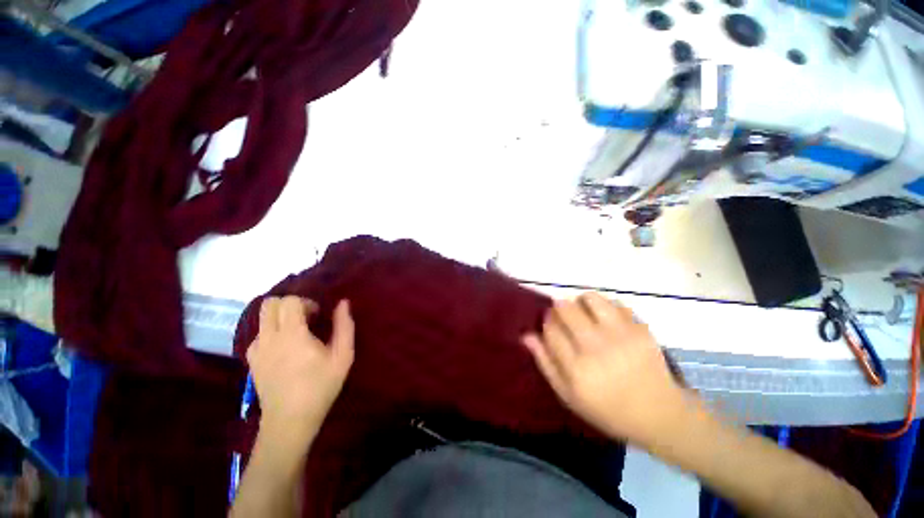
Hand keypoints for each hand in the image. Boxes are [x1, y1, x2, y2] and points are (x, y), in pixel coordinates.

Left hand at [246, 296, 354, 443]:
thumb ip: (344, 326)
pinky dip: (270, 333)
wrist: (290, 420)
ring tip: (295, 334)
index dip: (306, 302)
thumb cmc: (321, 386)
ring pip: (262, 319)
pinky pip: (258, 335)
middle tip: (305, 319)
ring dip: (279, 318)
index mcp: (292, 334)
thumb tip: (343, 303)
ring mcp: (256, 349)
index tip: (317, 315)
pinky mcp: (251, 361)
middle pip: (269, 304)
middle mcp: (269, 338)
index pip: (290, 301)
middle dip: (289, 305)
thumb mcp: (343, 356)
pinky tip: (283, 348)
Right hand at [522, 292, 684, 445]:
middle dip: (559, 309)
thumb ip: (545, 363)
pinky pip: (615, 303)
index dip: (546, 322)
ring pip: (589, 298)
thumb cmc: (607, 408)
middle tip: (565, 318)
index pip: (550, 329)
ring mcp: (621, 335)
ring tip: (586, 315)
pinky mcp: (640, 328)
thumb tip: (526, 334)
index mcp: (577, 368)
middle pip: (566, 308)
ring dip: (581, 302)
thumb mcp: (568, 395)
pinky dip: (605, 308)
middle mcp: (596, 347)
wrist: (659, 414)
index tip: (550, 325)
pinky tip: (607, 321)